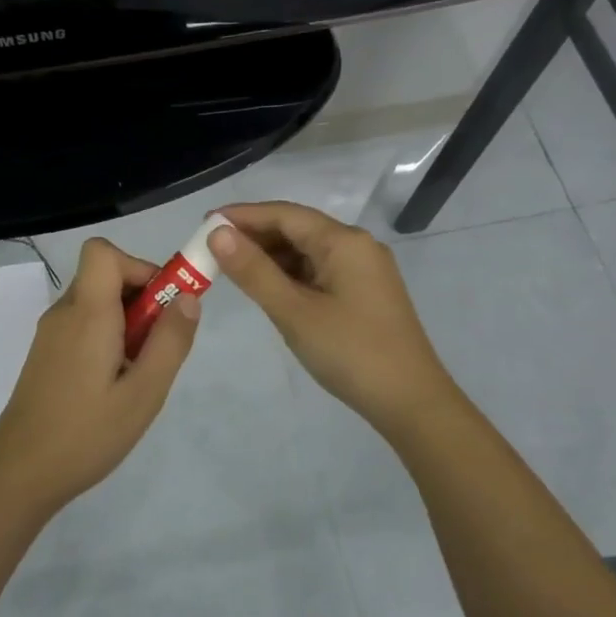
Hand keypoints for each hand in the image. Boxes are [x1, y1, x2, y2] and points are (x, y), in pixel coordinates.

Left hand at [0, 237, 200, 514]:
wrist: (20, 474)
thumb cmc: (87, 434)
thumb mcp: (144, 393)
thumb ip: (170, 341)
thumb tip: (188, 297)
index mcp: (86, 313)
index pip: (102, 251)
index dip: (138, 265)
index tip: (162, 303)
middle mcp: (64, 313)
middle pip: (104, 276)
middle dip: (141, 299)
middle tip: (158, 347)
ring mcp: (50, 334)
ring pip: (96, 303)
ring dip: (126, 322)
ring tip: (138, 373)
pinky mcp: (46, 354)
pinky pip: (83, 326)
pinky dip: (107, 338)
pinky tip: (114, 385)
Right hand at [211, 202, 458, 432]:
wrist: (411, 401)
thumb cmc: (349, 352)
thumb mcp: (294, 311)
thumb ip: (254, 271)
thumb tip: (218, 232)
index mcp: (344, 241)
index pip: (284, 214)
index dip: (242, 215)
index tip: (204, 223)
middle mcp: (357, 245)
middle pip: (297, 228)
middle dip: (254, 236)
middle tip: (211, 249)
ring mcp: (364, 269)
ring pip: (307, 251)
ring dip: (270, 256)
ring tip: (231, 269)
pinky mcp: (364, 292)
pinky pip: (319, 270)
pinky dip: (289, 274)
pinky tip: (267, 287)